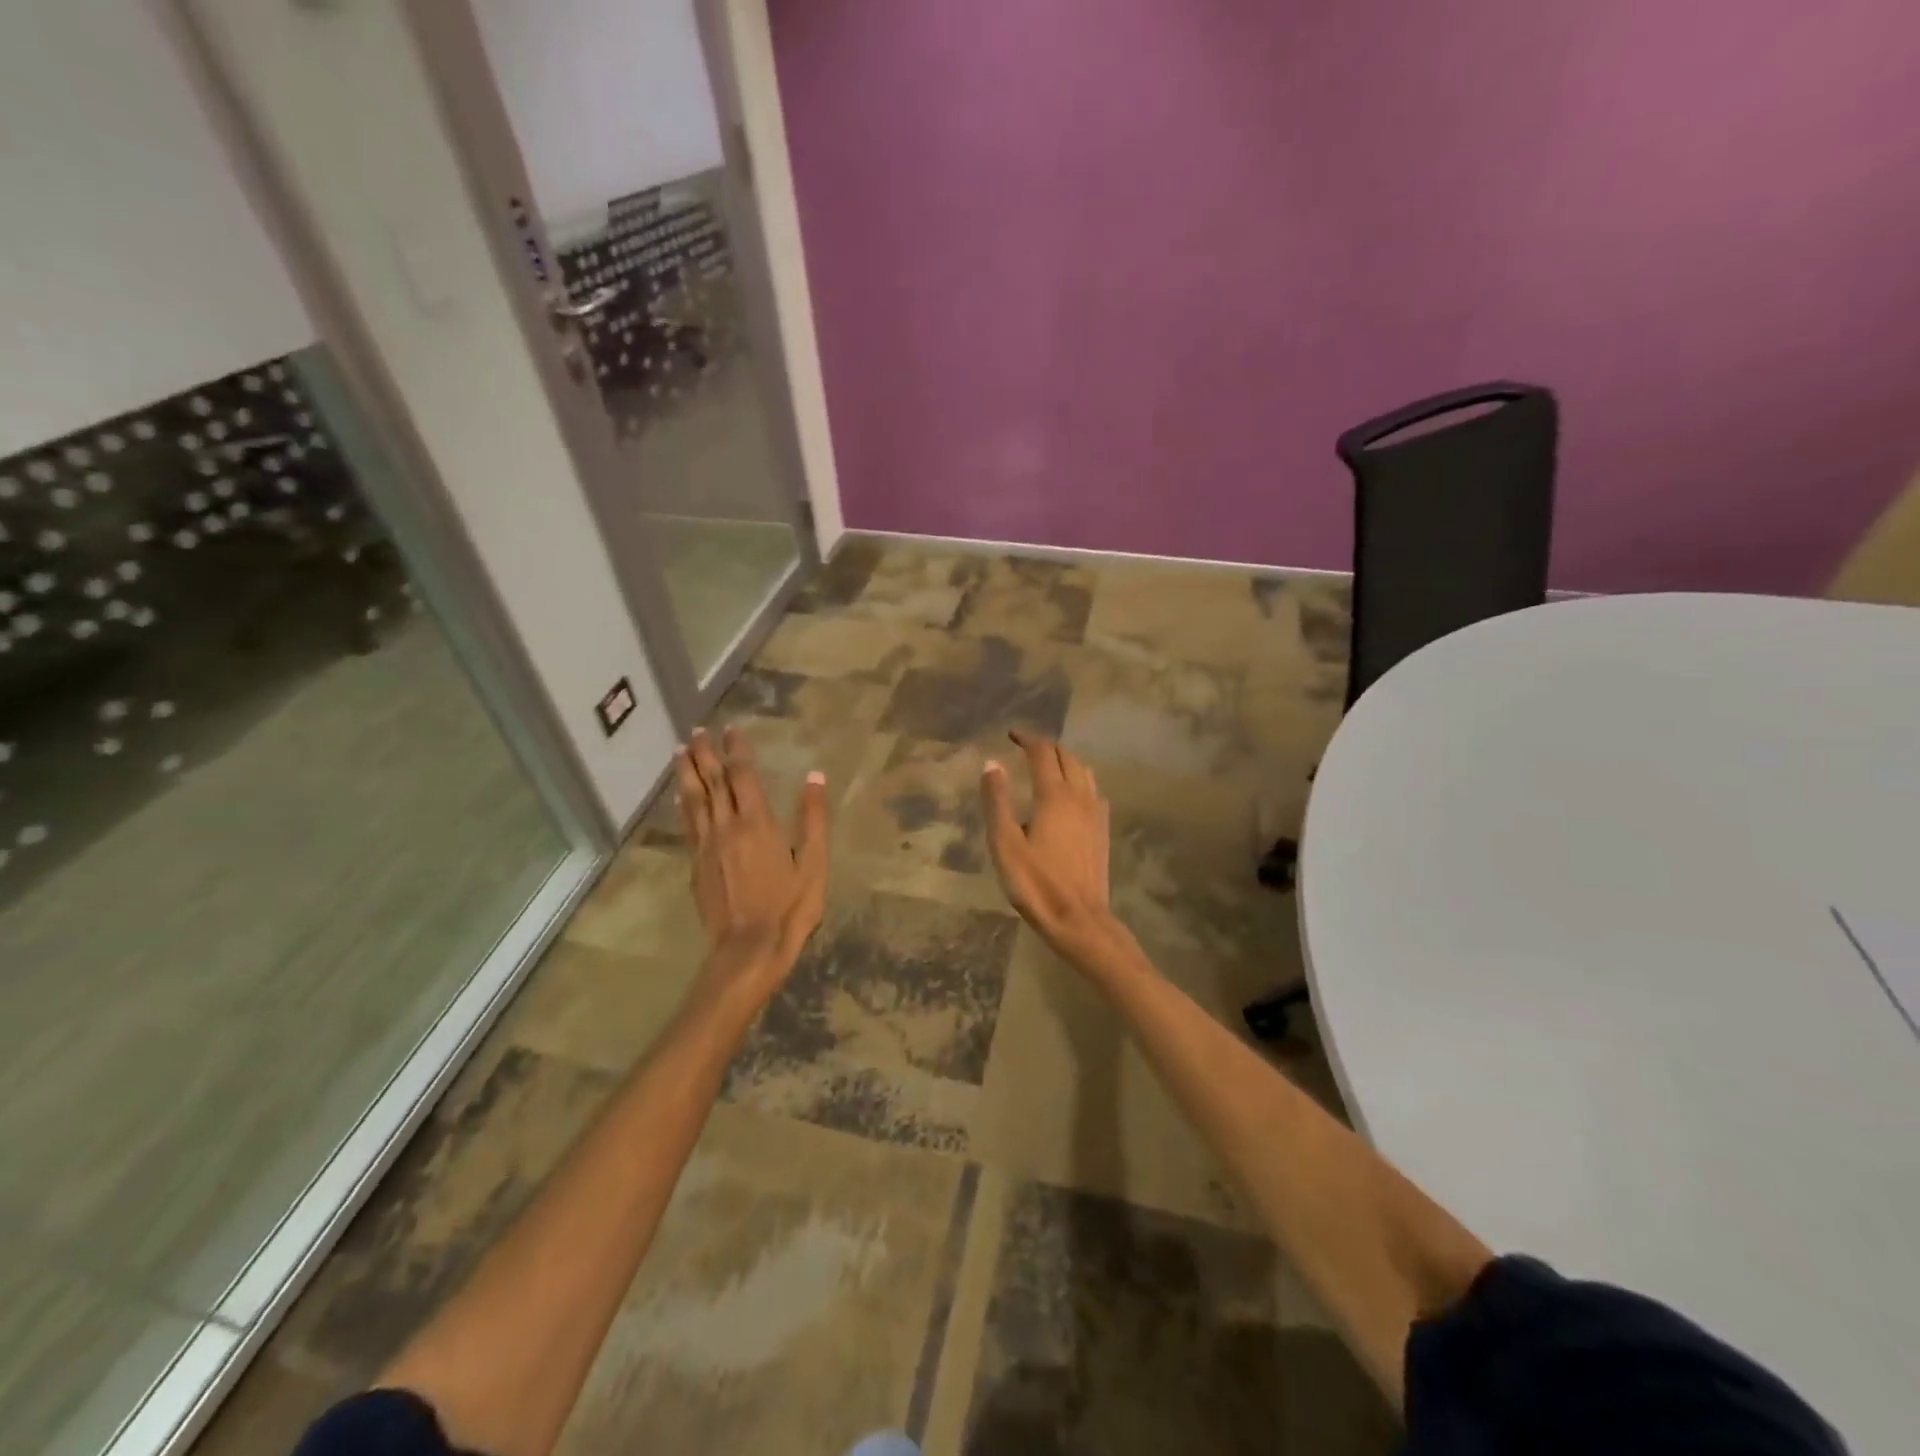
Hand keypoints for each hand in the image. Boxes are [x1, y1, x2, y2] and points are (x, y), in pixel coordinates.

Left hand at [676, 726, 828, 992]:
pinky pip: (687, 824)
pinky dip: (683, 804)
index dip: (736, 750)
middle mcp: (726, 826)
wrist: (748, 948)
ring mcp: (706, 846)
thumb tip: (815, 776)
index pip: (743, 775)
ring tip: (679, 750)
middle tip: (696, 730)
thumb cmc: (789, 906)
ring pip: (693, 800)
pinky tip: (680, 797)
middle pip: (711, 781)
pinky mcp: (696, 865)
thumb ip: (814, 817)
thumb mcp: (814, 862)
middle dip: (704, 753)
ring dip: (686, 772)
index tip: (731, 729)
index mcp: (757, 822)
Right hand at [980, 730, 1122, 964]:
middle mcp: (1080, 796)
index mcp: (1054, 795)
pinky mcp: (1103, 831)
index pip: (1042, 753)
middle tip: (1026, 748)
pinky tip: (1071, 796)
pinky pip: (1094, 792)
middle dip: (1046, 747)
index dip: (1027, 739)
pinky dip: (1080, 781)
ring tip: (1047, 766)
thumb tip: (991, 763)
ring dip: (1066, 761)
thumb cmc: (1035, 883)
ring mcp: (1096, 813)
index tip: (1011, 735)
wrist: (1078, 919)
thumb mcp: (1005, 843)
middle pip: (1067, 757)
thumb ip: (997, 801)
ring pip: (1084, 772)